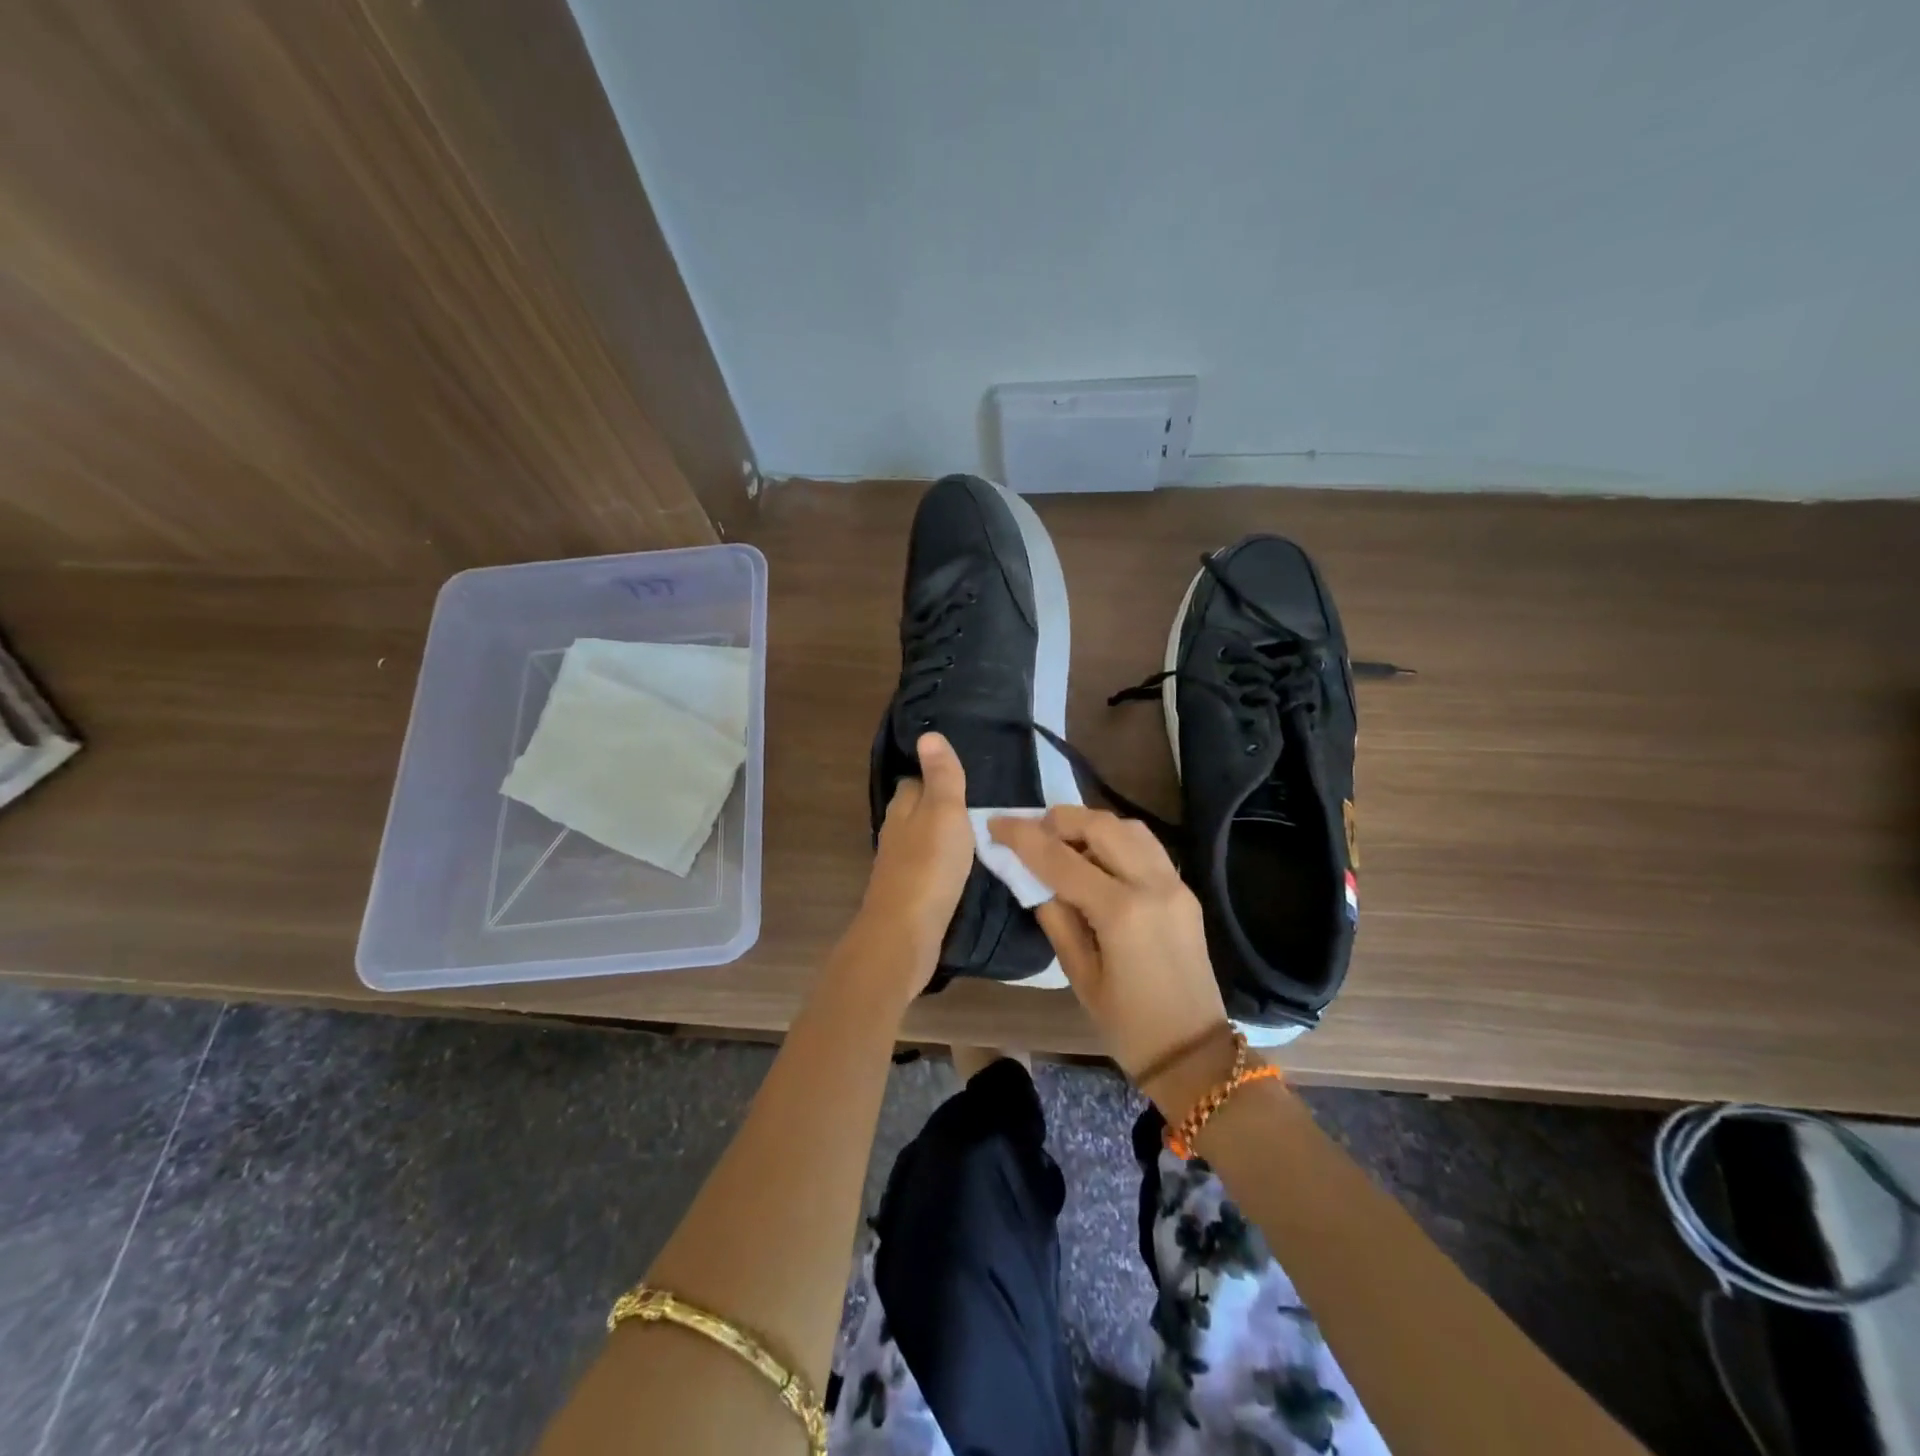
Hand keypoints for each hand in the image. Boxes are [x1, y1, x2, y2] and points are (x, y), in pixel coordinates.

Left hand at [848, 734, 972, 984]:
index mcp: (902, 810)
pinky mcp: (909, 895)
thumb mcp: (944, 812)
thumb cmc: (928, 866)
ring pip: (922, 841)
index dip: (934, 775)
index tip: (962, 774)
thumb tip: (928, 734)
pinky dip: (943, 864)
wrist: (905, 933)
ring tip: (977, 835)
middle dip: (940, 807)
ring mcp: (899, 867)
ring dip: (942, 837)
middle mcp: (895, 834)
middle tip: (979, 805)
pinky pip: (928, 869)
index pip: (914, 781)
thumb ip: (941, 776)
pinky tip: (962, 870)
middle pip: (916, 811)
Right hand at [989, 806, 1236, 1112]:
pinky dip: (1116, 839)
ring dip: (1090, 825)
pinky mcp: (1184, 890)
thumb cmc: (1127, 1025)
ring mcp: (1175, 883)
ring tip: (1063, 843)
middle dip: (1059, 820)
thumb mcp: (1079, 974)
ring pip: (1128, 827)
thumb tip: (1034, 878)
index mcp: (1121, 912)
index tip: (996, 823)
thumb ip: (1056, 917)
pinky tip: (1096, 859)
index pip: (1061, 859)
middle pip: (1100, 826)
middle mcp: (1152, 885)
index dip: (1023, 837)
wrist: (1194, 1052)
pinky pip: (1146, 846)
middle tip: (1031, 832)